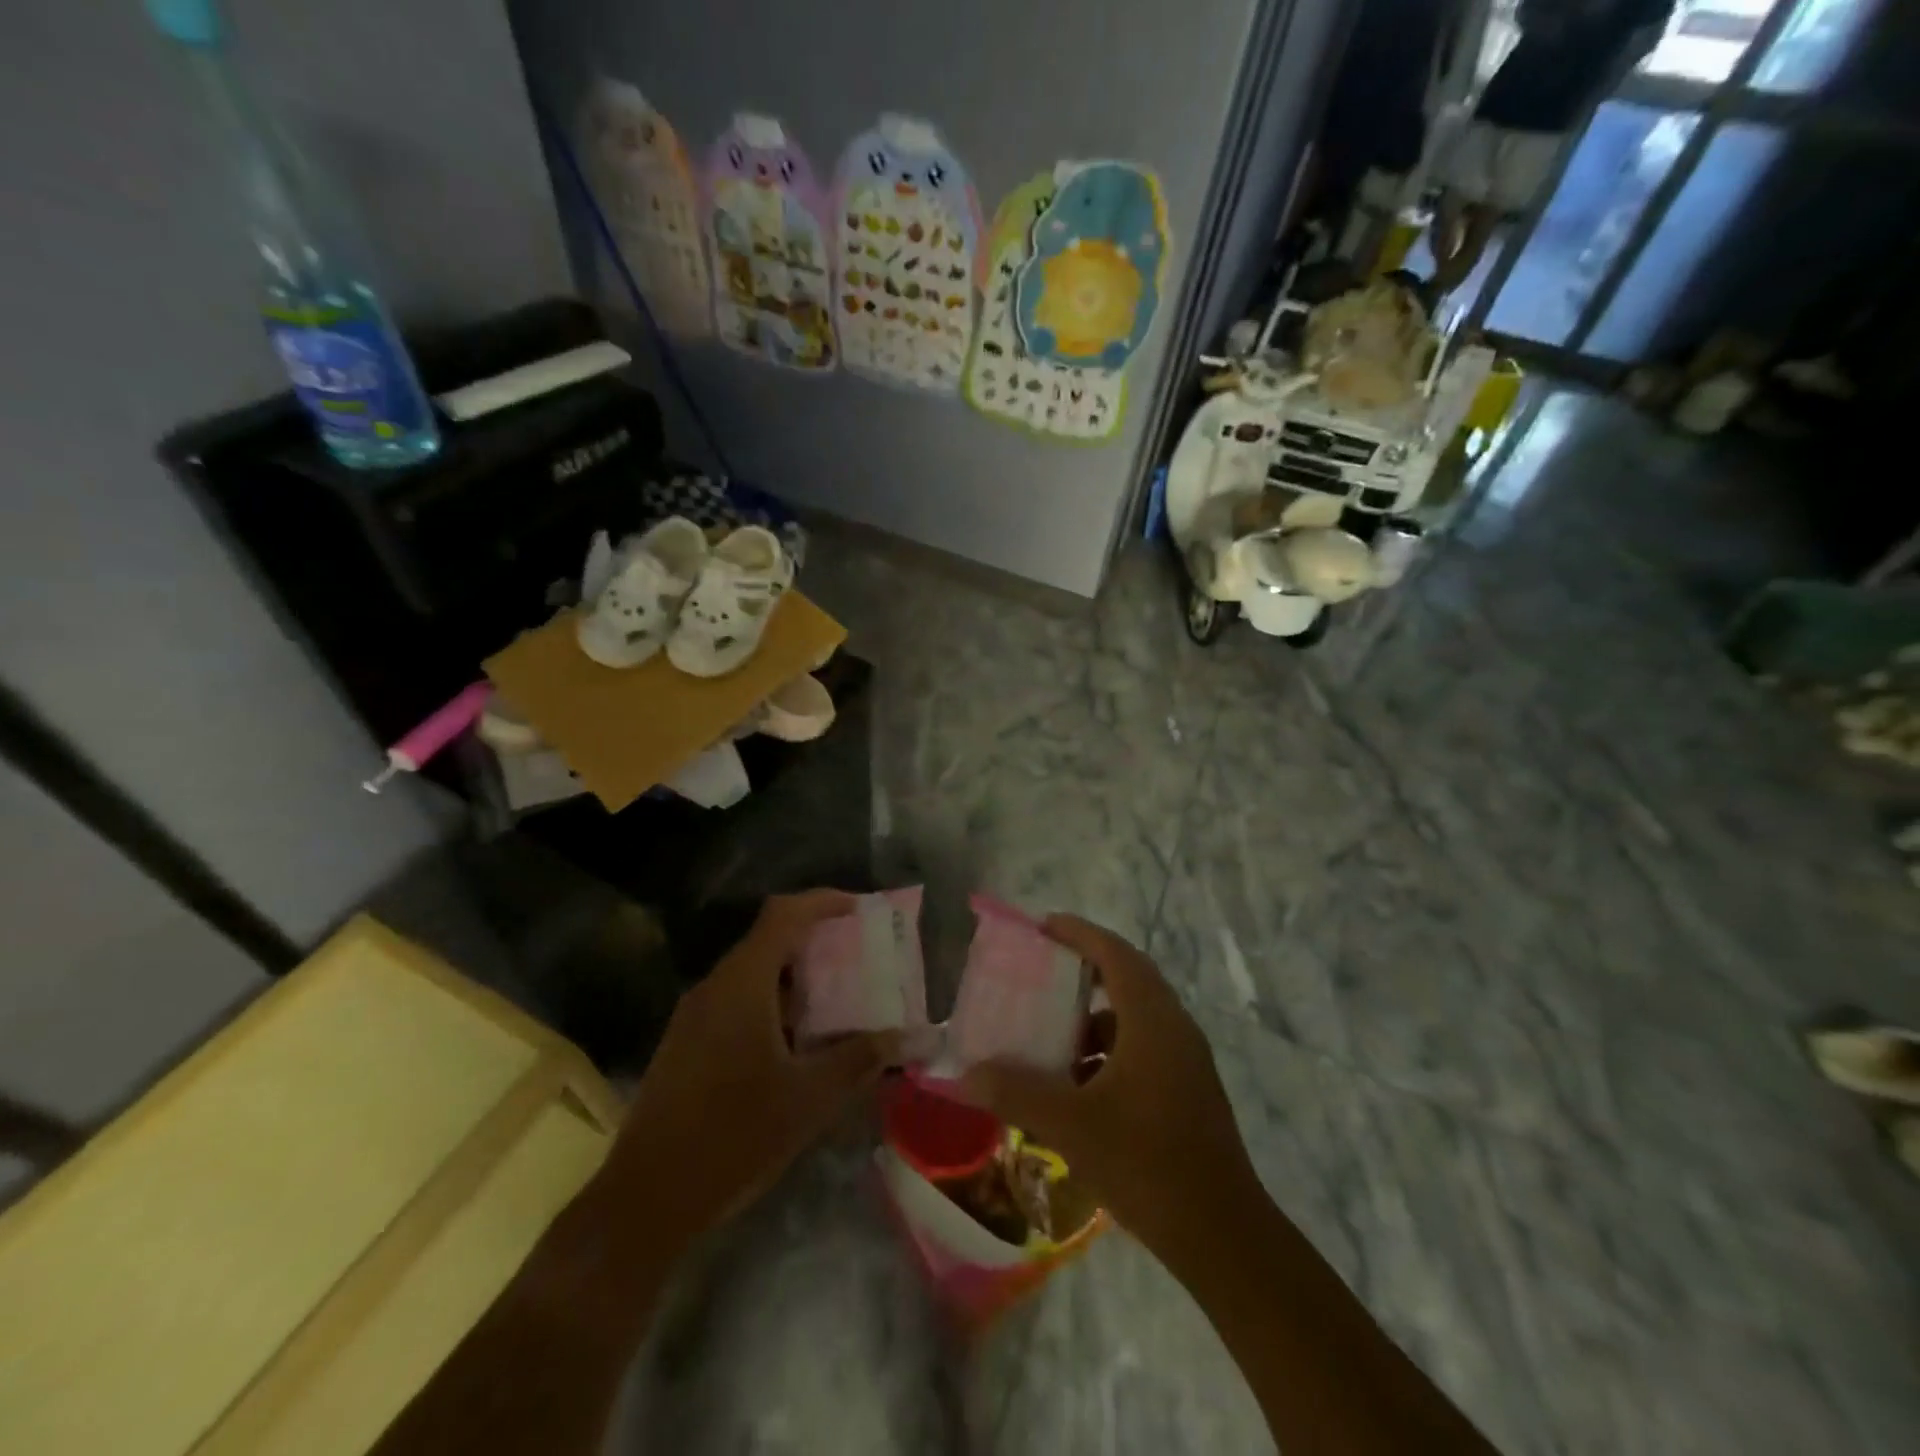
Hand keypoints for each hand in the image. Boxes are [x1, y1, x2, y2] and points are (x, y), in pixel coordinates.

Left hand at [613, 890, 896, 1243]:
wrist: (647, 1198)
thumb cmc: (733, 1136)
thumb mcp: (809, 1099)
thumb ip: (860, 1058)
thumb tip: (908, 1036)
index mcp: (742, 984)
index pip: (784, 914)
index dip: (824, 901)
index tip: (862, 909)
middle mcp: (715, 986)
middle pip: (769, 938)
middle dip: (816, 940)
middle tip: (859, 956)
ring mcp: (694, 1015)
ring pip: (753, 972)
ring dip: (795, 976)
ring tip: (837, 998)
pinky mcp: (686, 1042)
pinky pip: (737, 1000)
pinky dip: (773, 1002)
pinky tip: (796, 1041)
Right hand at [959, 914, 1258, 1256]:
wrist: (1223, 1236)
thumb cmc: (1147, 1164)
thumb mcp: (1072, 1126)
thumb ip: (1017, 1093)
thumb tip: (969, 1072)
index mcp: (1152, 1020)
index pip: (1115, 954)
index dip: (1080, 933)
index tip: (1045, 925)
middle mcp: (1175, 1028)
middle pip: (1128, 978)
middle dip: (1085, 969)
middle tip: (1043, 972)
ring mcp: (1187, 1061)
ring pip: (1135, 1018)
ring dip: (1095, 1018)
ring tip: (1053, 1036)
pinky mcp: (1189, 1090)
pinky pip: (1143, 1048)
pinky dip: (1109, 1051)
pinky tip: (1080, 1086)